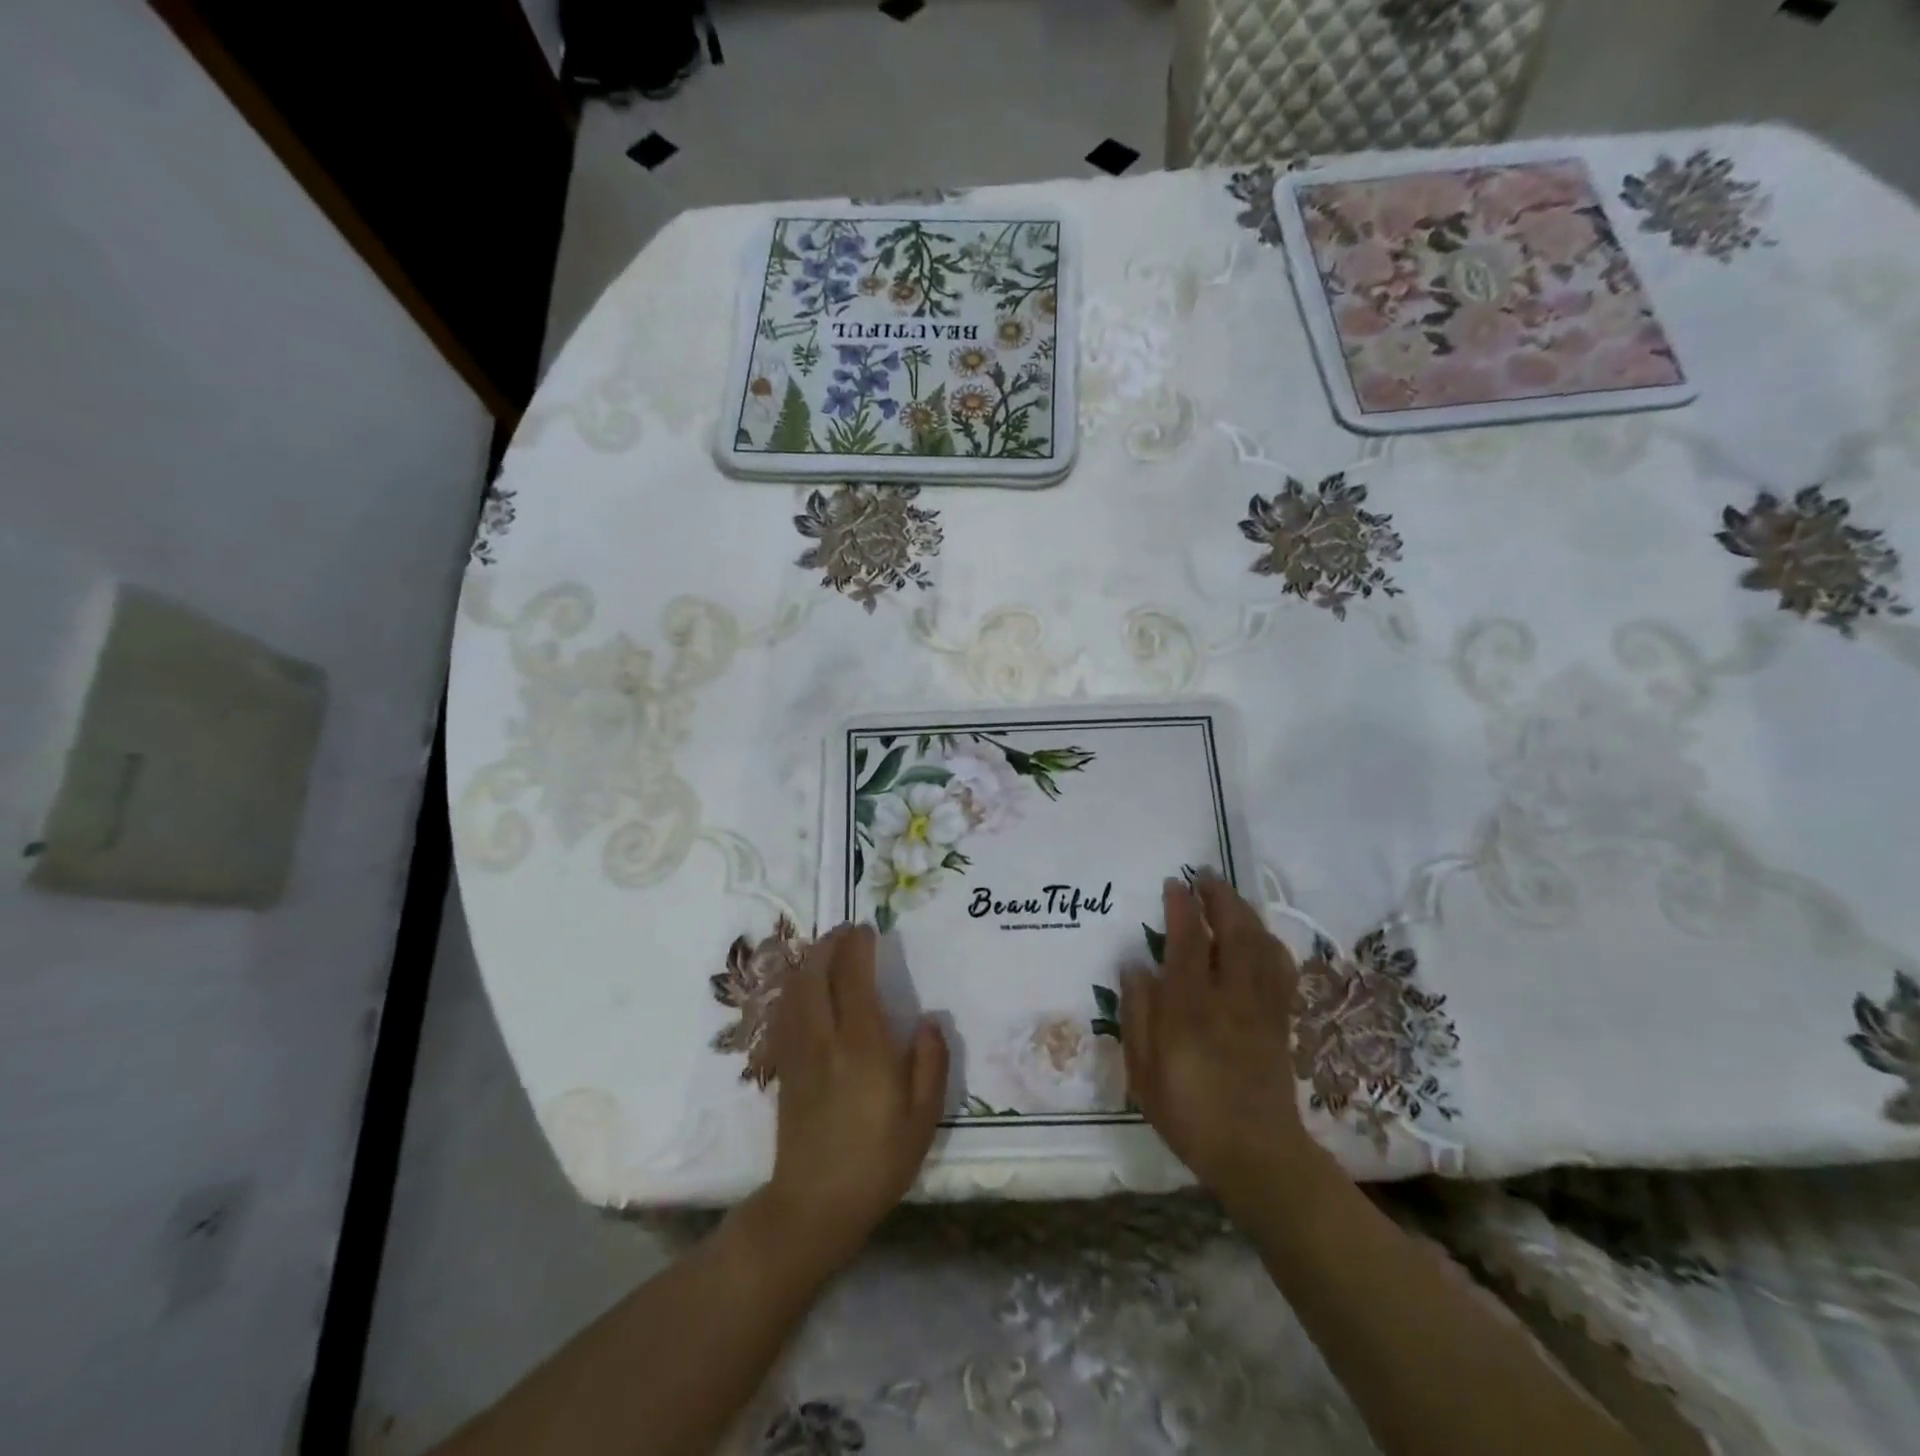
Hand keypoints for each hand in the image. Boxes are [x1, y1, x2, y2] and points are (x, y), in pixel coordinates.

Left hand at [759, 924, 948, 1271]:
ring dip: (810, 961)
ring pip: (796, 989)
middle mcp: (824, 1038)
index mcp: (862, 1045)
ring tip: (828, 951)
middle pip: (816, 973)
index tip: (868, 929)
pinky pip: (785, 1012)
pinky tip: (806, 988)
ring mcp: (798, 1051)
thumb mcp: (923, 1117)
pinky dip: (796, 987)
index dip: (857, 946)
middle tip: (847, 932)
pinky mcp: (784, 1066)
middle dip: (829, 944)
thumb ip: (930, 1062)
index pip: (853, 977)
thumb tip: (928, 1020)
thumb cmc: (878, 1160)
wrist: (815, 1204)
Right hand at [1121, 876, 1313, 1203]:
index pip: (1189, 940)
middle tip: (1204, 875)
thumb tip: (1135, 965)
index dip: (1182, 906)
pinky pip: (1281, 969)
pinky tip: (1258, 937)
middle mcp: (1230, 996)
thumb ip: (1136, 1013)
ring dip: (1245, 912)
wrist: (1255, 1153)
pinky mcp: (1280, 1020)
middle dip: (1220, 896)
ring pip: (1261, 944)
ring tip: (1228, 896)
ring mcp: (1261, 1006)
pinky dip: (1270, 943)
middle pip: (1233, 931)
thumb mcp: (1142, 1070)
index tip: (1174, 883)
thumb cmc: (1188, 1113)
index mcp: (1191, 1006)